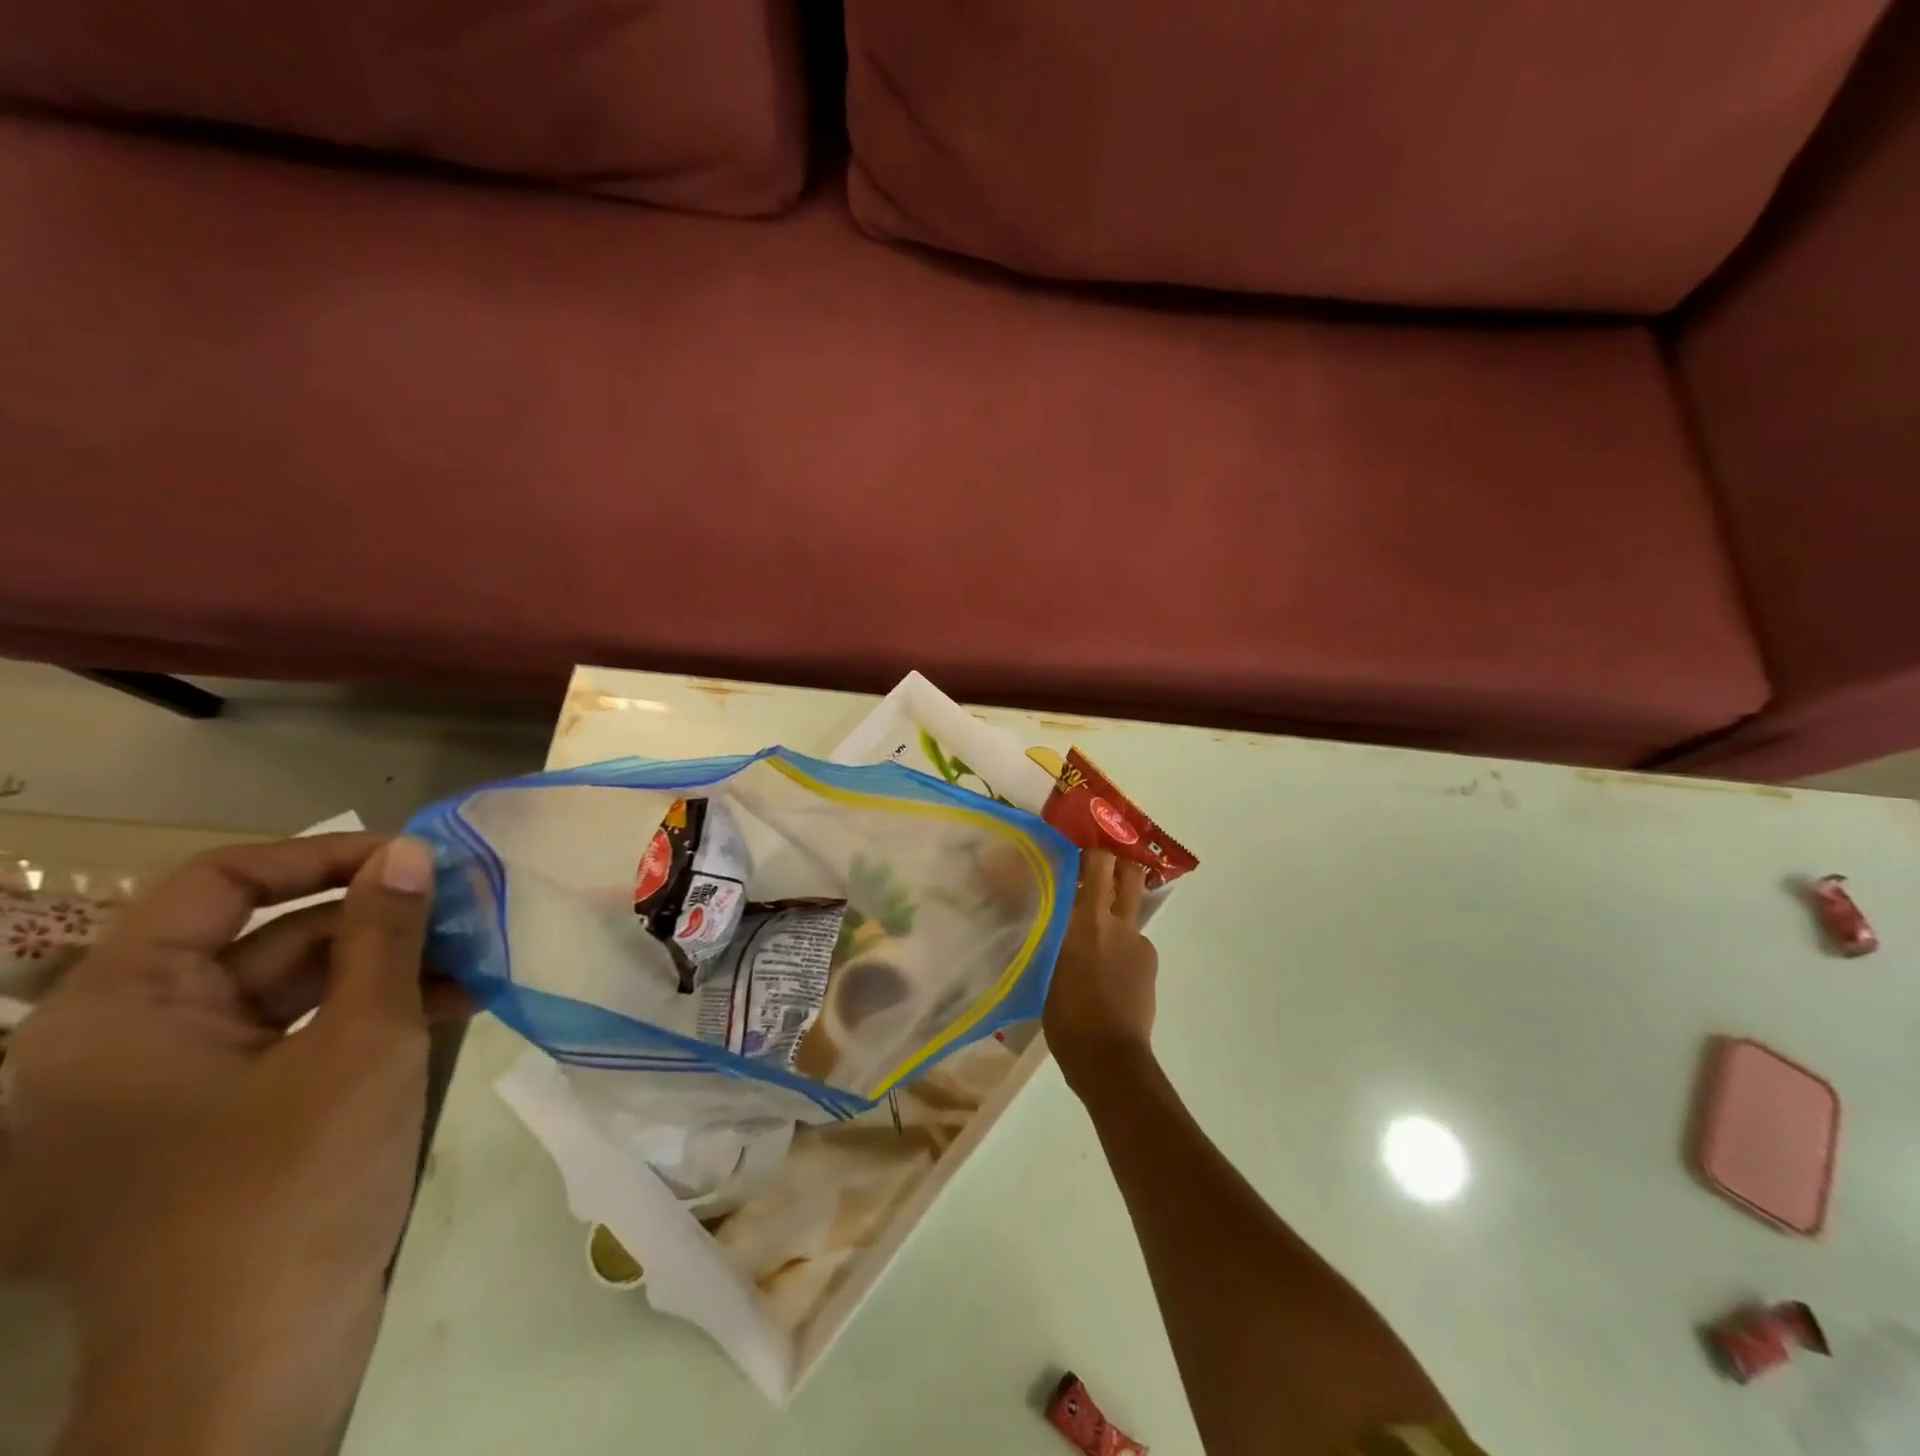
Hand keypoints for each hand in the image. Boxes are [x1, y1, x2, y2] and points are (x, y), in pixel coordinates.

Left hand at [0, 834, 455, 1455]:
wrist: (254, 1366)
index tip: (413, 860)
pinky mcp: (216, 1121)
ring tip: (475, 955)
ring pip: (289, 989)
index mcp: (119, 1013)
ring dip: (385, 967)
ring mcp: (169, 1087)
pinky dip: (366, 1015)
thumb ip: (386, 936)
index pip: (218, 883)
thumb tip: (412, 852)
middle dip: (374, 919)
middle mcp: (124, 1040)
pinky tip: (448, 1005)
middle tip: (467, 905)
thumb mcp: (363, 1041)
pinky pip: (293, 1039)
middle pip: (263, 937)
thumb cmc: (296, 1185)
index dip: (322, 856)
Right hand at [1043, 850, 1158, 1093]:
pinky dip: (1121, 944)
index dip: (1088, 852)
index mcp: (1085, 919)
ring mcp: (1137, 942)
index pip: (1095, 864)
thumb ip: (1048, 934)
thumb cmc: (1064, 1016)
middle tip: (1099, 870)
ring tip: (1098, 931)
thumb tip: (1041, 916)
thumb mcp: (1043, 967)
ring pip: (1132, 907)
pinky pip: (1134, 940)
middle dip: (1118, 864)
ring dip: (1117, 907)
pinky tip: (1107, 969)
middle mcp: (1116, 922)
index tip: (1074, 852)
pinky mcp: (1149, 962)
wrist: (1108, 1057)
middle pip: (1128, 873)